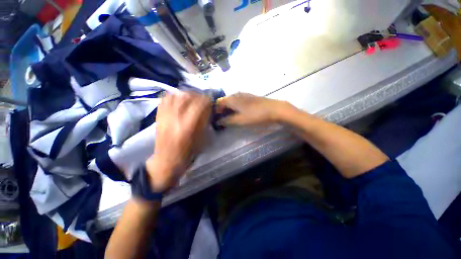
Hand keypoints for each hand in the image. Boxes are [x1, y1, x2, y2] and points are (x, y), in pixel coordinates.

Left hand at [146, 92, 211, 191]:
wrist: (166, 160)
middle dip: (196, 95)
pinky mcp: (158, 116)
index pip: (198, 105)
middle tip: (202, 98)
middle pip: (185, 97)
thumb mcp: (200, 139)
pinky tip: (179, 98)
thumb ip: (204, 122)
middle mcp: (174, 118)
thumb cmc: (187, 153)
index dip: (206, 100)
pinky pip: (164, 99)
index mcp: (187, 126)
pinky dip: (173, 95)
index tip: (211, 100)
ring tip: (191, 97)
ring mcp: (164, 116)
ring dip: (185, 94)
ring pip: (174, 95)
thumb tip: (208, 109)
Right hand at [217, 93, 293, 125]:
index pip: (219, 102)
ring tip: (231, 117)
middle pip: (225, 101)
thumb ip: (228, 121)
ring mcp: (244, 94)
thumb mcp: (240, 120)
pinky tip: (240, 112)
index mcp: (232, 98)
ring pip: (232, 101)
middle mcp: (236, 94)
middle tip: (224, 119)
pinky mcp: (250, 97)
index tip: (217, 119)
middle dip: (222, 110)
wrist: (274, 109)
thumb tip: (219, 121)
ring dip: (229, 109)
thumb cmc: (255, 115)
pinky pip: (238, 101)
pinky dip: (236, 107)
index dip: (216, 110)